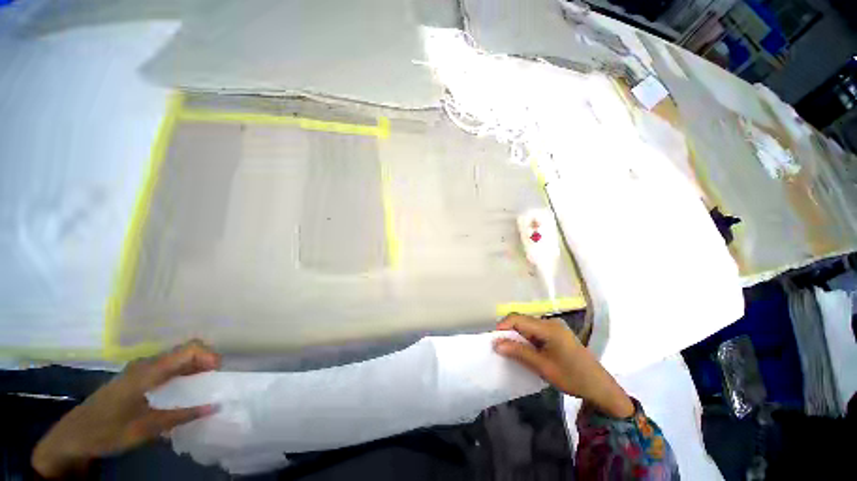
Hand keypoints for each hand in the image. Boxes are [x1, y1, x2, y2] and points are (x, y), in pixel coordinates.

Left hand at [32, 341, 220, 477]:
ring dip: (195, 367)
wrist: (73, 437)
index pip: (188, 349)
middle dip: (206, 360)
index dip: (209, 355)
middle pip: (185, 350)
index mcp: (148, 371)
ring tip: (205, 385)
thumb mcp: (145, 428)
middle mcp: (146, 364)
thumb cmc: (107, 431)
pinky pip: (167, 367)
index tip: (219, 373)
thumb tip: (216, 406)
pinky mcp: (137, 378)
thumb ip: (181, 416)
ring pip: (177, 358)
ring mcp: (140, 370)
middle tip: (215, 380)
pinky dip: (183, 373)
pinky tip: (185, 389)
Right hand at [493, 314, 633, 418]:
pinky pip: (535, 330)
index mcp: (548, 327)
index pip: (518, 318)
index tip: (494, 340)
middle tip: (500, 347)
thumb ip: (519, 352)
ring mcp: (554, 326)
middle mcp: (550, 322)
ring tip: (511, 350)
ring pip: (527, 325)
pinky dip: (526, 338)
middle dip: (508, 331)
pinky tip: (525, 350)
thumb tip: (496, 344)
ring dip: (517, 335)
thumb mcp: (543, 367)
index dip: (503, 326)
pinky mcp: (556, 333)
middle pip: (522, 320)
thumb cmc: (572, 377)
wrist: (600, 387)